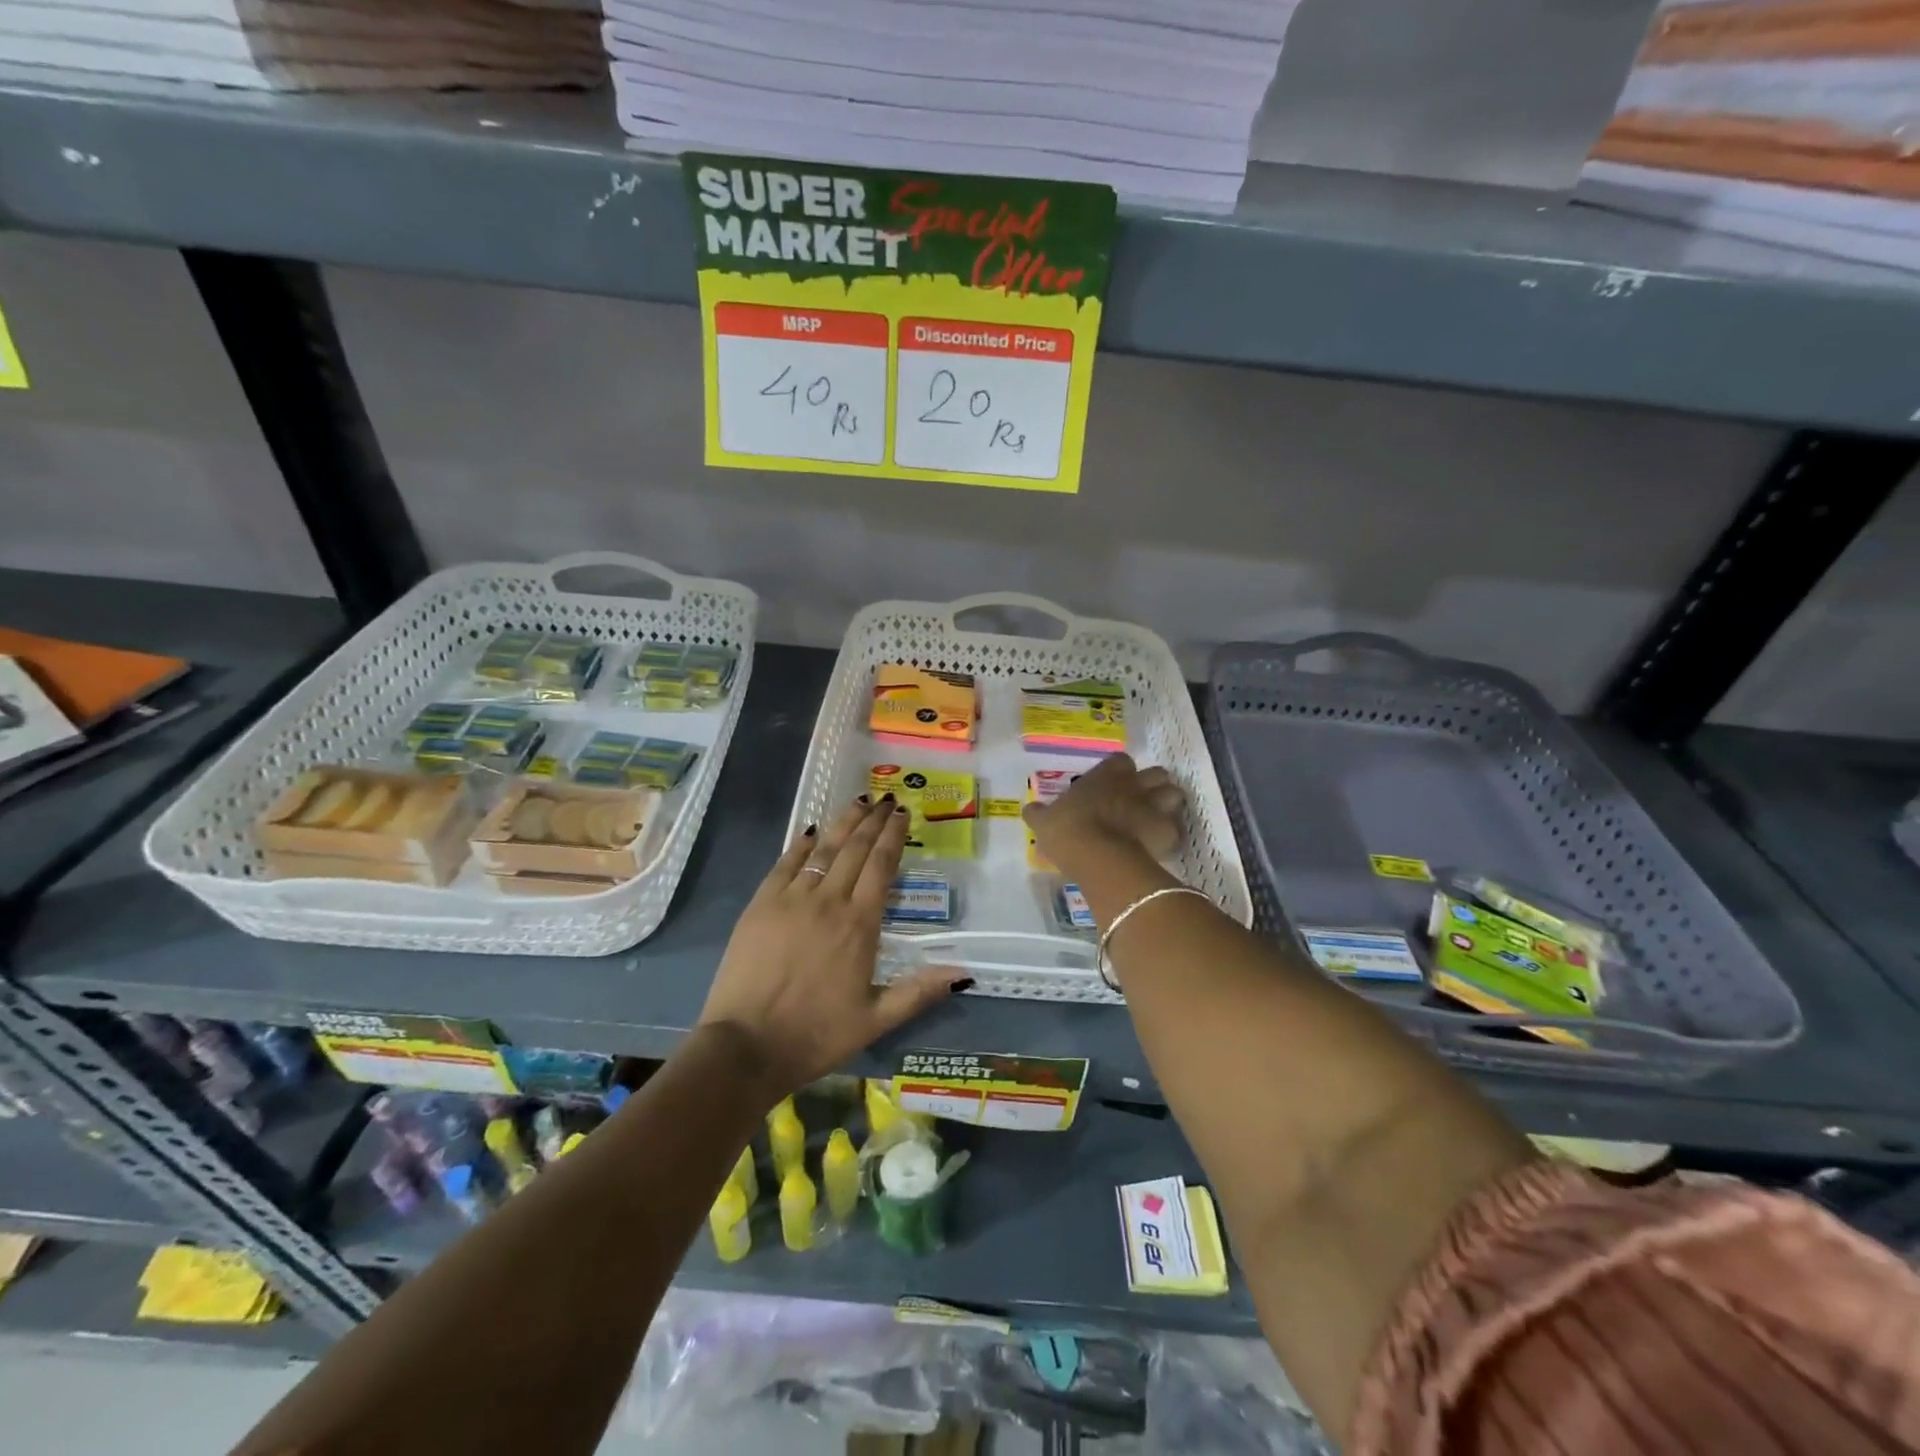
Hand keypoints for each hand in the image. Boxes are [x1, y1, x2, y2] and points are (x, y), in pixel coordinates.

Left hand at [697, 796, 969, 1095]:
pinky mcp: (761, 904)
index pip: (882, 866)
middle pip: (855, 849)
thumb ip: (919, 992)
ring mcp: (791, 899)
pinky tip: (812, 831)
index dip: (893, 836)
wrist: (746, 1046)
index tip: (902, 813)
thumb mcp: (876, 1020)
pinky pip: (786, 863)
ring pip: (823, 849)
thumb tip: (964, 974)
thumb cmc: (816, 1035)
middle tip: (885, 799)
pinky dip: (801, 844)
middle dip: (873, 820)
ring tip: (858, 802)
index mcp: (860, 925)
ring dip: (843, 823)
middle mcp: (829, 901)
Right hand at [1024, 753, 1186, 865]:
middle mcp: (1134, 784)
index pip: (1121, 761)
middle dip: (1152, 784)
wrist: (1099, 857)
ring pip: (1174, 795)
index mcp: (1106, 775)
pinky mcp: (1168, 832)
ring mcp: (1155, 806)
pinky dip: (1170, 835)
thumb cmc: (1069, 831)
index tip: (1113, 784)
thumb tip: (1029, 809)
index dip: (1120, 771)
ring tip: (1156, 819)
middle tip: (1139, 801)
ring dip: (1168, 805)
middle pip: (1157, 773)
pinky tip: (1159, 846)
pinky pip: (1176, 829)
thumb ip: (1039, 814)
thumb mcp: (1045, 822)